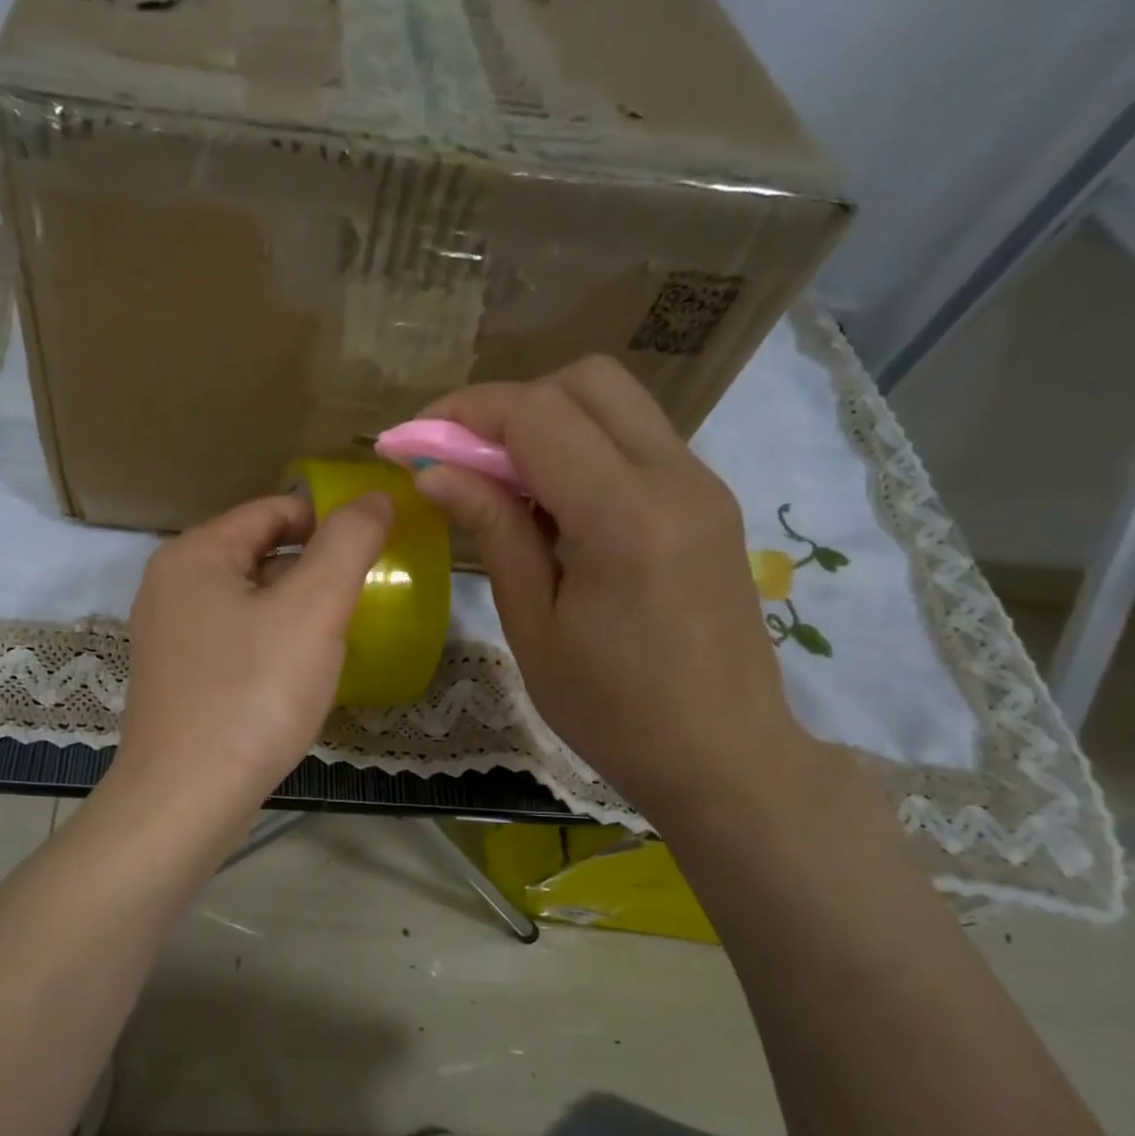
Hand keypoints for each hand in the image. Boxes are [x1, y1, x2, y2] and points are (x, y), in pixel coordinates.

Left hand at [112, 491, 393, 819]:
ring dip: (292, 610)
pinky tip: (293, 676)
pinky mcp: (173, 678)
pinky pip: (231, 640)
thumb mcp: (313, 609)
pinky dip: (267, 644)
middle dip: (312, 570)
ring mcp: (165, 634)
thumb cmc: (252, 694)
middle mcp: (169, 584)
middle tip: (358, 601)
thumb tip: (374, 497)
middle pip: (257, 553)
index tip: (373, 551)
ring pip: (245, 600)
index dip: (328, 522)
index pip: (274, 510)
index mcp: (195, 553)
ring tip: (334, 638)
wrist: (185, 798)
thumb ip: (347, 544)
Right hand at [412, 355, 816, 821]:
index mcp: (625, 517)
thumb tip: (435, 473)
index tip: (411, 441)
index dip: (463, 413)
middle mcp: (675, 478)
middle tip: (461, 459)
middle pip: (585, 381)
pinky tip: (550, 503)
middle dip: (508, 405)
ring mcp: (702, 484)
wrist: (723, 755)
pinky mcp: (707, 501)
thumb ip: (493, 531)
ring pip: (615, 402)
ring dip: (546, 421)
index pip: (537, 415)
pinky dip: (581, 446)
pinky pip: (636, 439)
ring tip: (499, 482)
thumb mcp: (534, 625)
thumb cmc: (612, 710)